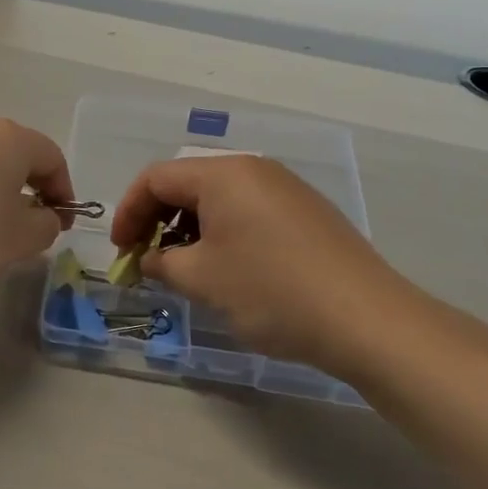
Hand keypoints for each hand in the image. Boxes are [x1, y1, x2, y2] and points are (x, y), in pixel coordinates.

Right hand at [110, 155, 433, 371]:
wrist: (366, 319)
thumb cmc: (271, 291)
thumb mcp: (202, 279)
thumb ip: (162, 262)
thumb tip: (151, 259)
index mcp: (224, 174)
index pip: (156, 178)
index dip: (128, 212)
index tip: (121, 250)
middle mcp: (254, 169)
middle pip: (188, 183)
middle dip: (158, 220)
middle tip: (147, 260)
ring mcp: (286, 189)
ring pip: (219, 198)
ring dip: (190, 228)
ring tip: (185, 268)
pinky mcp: (307, 213)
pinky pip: (249, 211)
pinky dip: (223, 232)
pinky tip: (227, 268)